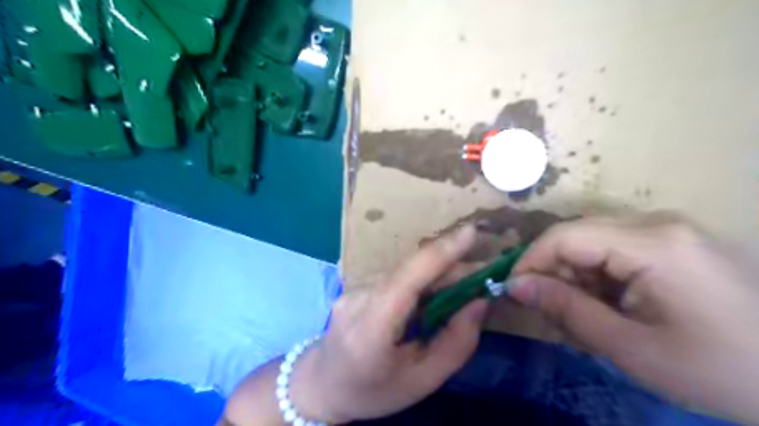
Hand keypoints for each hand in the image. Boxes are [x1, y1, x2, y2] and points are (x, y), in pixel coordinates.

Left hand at [287, 225, 489, 424]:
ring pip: (405, 271)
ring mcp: (352, 288)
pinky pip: (396, 276)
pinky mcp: (355, 284)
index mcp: (370, 329)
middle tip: (486, 273)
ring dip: (438, 274)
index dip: (440, 253)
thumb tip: (480, 301)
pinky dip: (421, 280)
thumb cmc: (374, 391)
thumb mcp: (423, 381)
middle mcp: (357, 299)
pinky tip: (435, 292)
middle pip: (411, 272)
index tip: (471, 232)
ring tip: (465, 285)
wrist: (323, 384)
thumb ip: (456, 343)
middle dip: (451, 267)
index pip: (407, 280)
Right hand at [506, 214, 758, 422]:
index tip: (513, 293)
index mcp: (652, 243)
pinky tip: (611, 308)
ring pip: (592, 244)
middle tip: (553, 316)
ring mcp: (668, 230)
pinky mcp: (674, 242)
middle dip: (555, 275)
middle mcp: (656, 222)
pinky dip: (600, 279)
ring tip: (585, 319)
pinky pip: (615, 250)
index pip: (563, 237)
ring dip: (577, 280)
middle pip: (576, 237)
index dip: (529, 262)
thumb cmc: (724, 371)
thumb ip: (567, 310)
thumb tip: (515, 285)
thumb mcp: (633, 347)